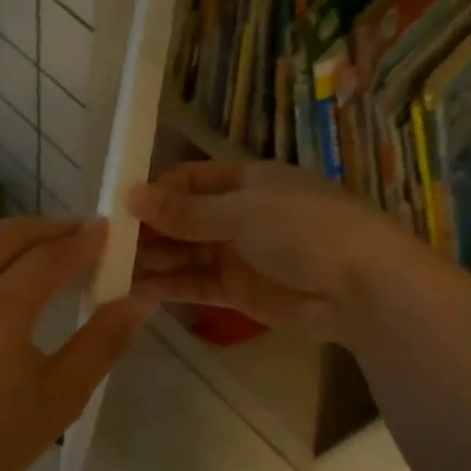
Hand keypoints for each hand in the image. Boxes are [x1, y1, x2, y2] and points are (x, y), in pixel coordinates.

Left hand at [0, 217, 152, 470]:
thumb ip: (103, 341)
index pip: (48, 256)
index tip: (106, 230)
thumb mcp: (61, 396)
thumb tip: (140, 298)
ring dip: (8, 250)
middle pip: (7, 235)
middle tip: (78, 235)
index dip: (82, 241)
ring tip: (37, 264)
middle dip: (48, 230)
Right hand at [129, 160, 400, 342]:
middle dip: (149, 230)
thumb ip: (186, 211)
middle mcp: (240, 214)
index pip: (190, 180)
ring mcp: (240, 253)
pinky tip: (136, 289)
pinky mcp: (240, 290)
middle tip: (107, 245)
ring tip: (111, 269)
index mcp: (247, 181)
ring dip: (153, 259)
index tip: (121, 208)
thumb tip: (132, 194)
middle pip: (184, 218)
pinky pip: (197, 283)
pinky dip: (169, 285)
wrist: (363, 290)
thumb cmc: (305, 231)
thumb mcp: (242, 212)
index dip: (157, 192)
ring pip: (186, 253)